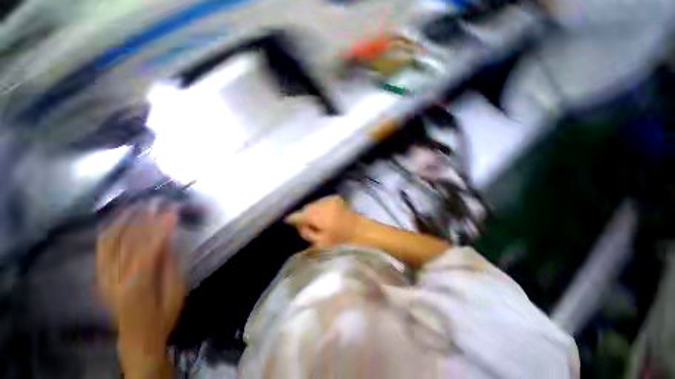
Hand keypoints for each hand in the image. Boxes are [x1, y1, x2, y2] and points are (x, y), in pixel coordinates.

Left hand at [96, 203, 184, 374]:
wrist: (137, 335)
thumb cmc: (162, 316)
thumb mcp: (175, 292)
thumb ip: (170, 265)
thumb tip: (170, 240)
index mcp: (137, 285)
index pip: (147, 249)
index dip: (160, 228)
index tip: (173, 212)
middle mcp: (114, 278)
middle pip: (126, 242)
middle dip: (142, 219)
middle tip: (155, 202)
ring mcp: (104, 276)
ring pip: (108, 242)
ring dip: (122, 221)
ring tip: (135, 205)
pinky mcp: (100, 276)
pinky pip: (101, 249)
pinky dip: (108, 232)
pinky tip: (116, 220)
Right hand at [284, 196, 361, 248]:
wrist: (359, 228)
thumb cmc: (340, 238)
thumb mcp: (320, 241)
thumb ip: (306, 232)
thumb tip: (299, 225)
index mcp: (317, 216)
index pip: (299, 215)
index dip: (293, 218)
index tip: (289, 221)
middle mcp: (321, 204)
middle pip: (306, 208)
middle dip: (304, 214)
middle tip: (305, 222)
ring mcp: (328, 199)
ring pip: (314, 204)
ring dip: (312, 210)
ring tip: (316, 218)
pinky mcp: (334, 197)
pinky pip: (322, 201)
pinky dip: (320, 206)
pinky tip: (324, 213)